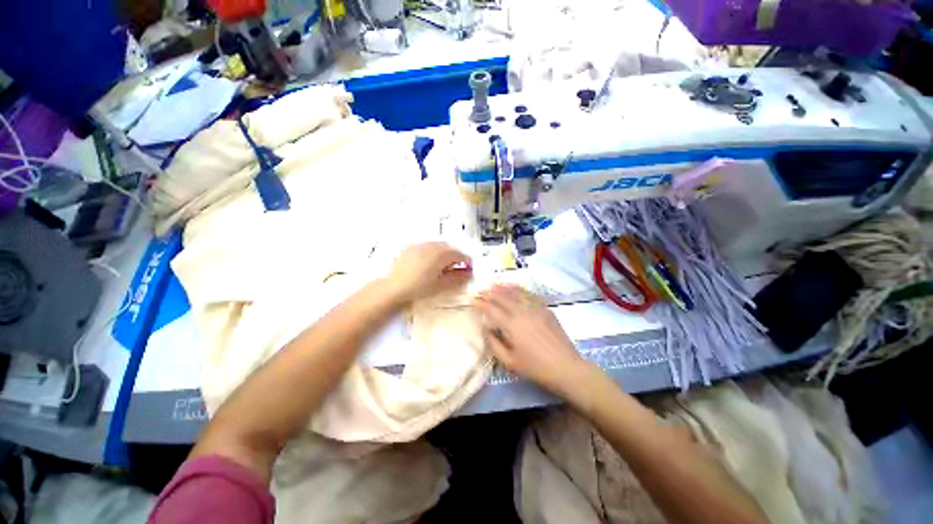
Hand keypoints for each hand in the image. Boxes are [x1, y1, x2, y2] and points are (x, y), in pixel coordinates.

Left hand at [384, 242, 471, 303]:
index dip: (467, 261)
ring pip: (438, 246)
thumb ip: (457, 278)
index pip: (459, 255)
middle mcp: (432, 246)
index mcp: (441, 255)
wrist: (394, 287)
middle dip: (455, 256)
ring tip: (443, 266)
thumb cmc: (419, 288)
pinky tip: (428, 262)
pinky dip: (432, 252)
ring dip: (444, 253)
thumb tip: (469, 274)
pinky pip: (427, 246)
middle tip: (456, 268)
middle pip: (449, 248)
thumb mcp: (441, 285)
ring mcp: (420, 245)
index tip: (469, 268)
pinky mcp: (411, 247)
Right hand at [474, 284, 589, 397]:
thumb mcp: (509, 361)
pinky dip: (521, 290)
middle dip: (491, 292)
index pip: (492, 309)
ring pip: (517, 293)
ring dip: (505, 287)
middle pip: (503, 297)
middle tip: (483, 290)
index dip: (481, 303)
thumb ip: (494, 343)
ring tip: (496, 284)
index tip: (473, 300)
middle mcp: (522, 311)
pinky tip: (517, 289)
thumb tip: (485, 328)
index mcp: (511, 324)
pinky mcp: (546, 309)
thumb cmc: (535, 367)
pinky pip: (531, 295)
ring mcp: (536, 308)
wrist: (565, 367)